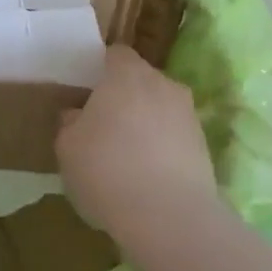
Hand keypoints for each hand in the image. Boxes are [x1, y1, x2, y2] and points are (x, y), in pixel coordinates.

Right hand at [57, 44, 218, 242]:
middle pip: (141, 80)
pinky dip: (163, 148)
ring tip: (127, 157)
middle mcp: (162, 83)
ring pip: (161, 108)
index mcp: (127, 74)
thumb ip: (70, 123)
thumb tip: (77, 115)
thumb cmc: (108, 170)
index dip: (101, 69)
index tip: (88, 93)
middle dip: (125, 97)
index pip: (115, 54)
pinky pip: (175, 136)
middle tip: (104, 127)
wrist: (169, 216)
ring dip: (146, 123)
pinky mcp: (204, 144)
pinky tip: (148, 177)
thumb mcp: (68, 148)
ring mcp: (188, 113)